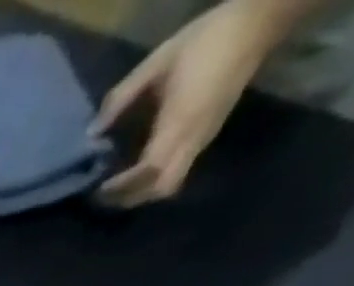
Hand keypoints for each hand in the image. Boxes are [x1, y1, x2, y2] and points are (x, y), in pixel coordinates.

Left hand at [93, 0, 277, 206]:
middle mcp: (194, 137)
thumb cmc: (207, 37)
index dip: (122, 186)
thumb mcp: (158, 61)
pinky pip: (178, 170)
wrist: (261, 18)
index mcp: (182, 120)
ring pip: (170, 183)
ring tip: (116, 187)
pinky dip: (154, 180)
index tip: (98, 187)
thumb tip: (92, 130)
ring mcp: (204, 138)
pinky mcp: (208, 135)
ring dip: (142, 192)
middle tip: (104, 195)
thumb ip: (122, 96)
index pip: (148, 171)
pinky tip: (137, 171)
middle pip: (161, 188)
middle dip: (131, 198)